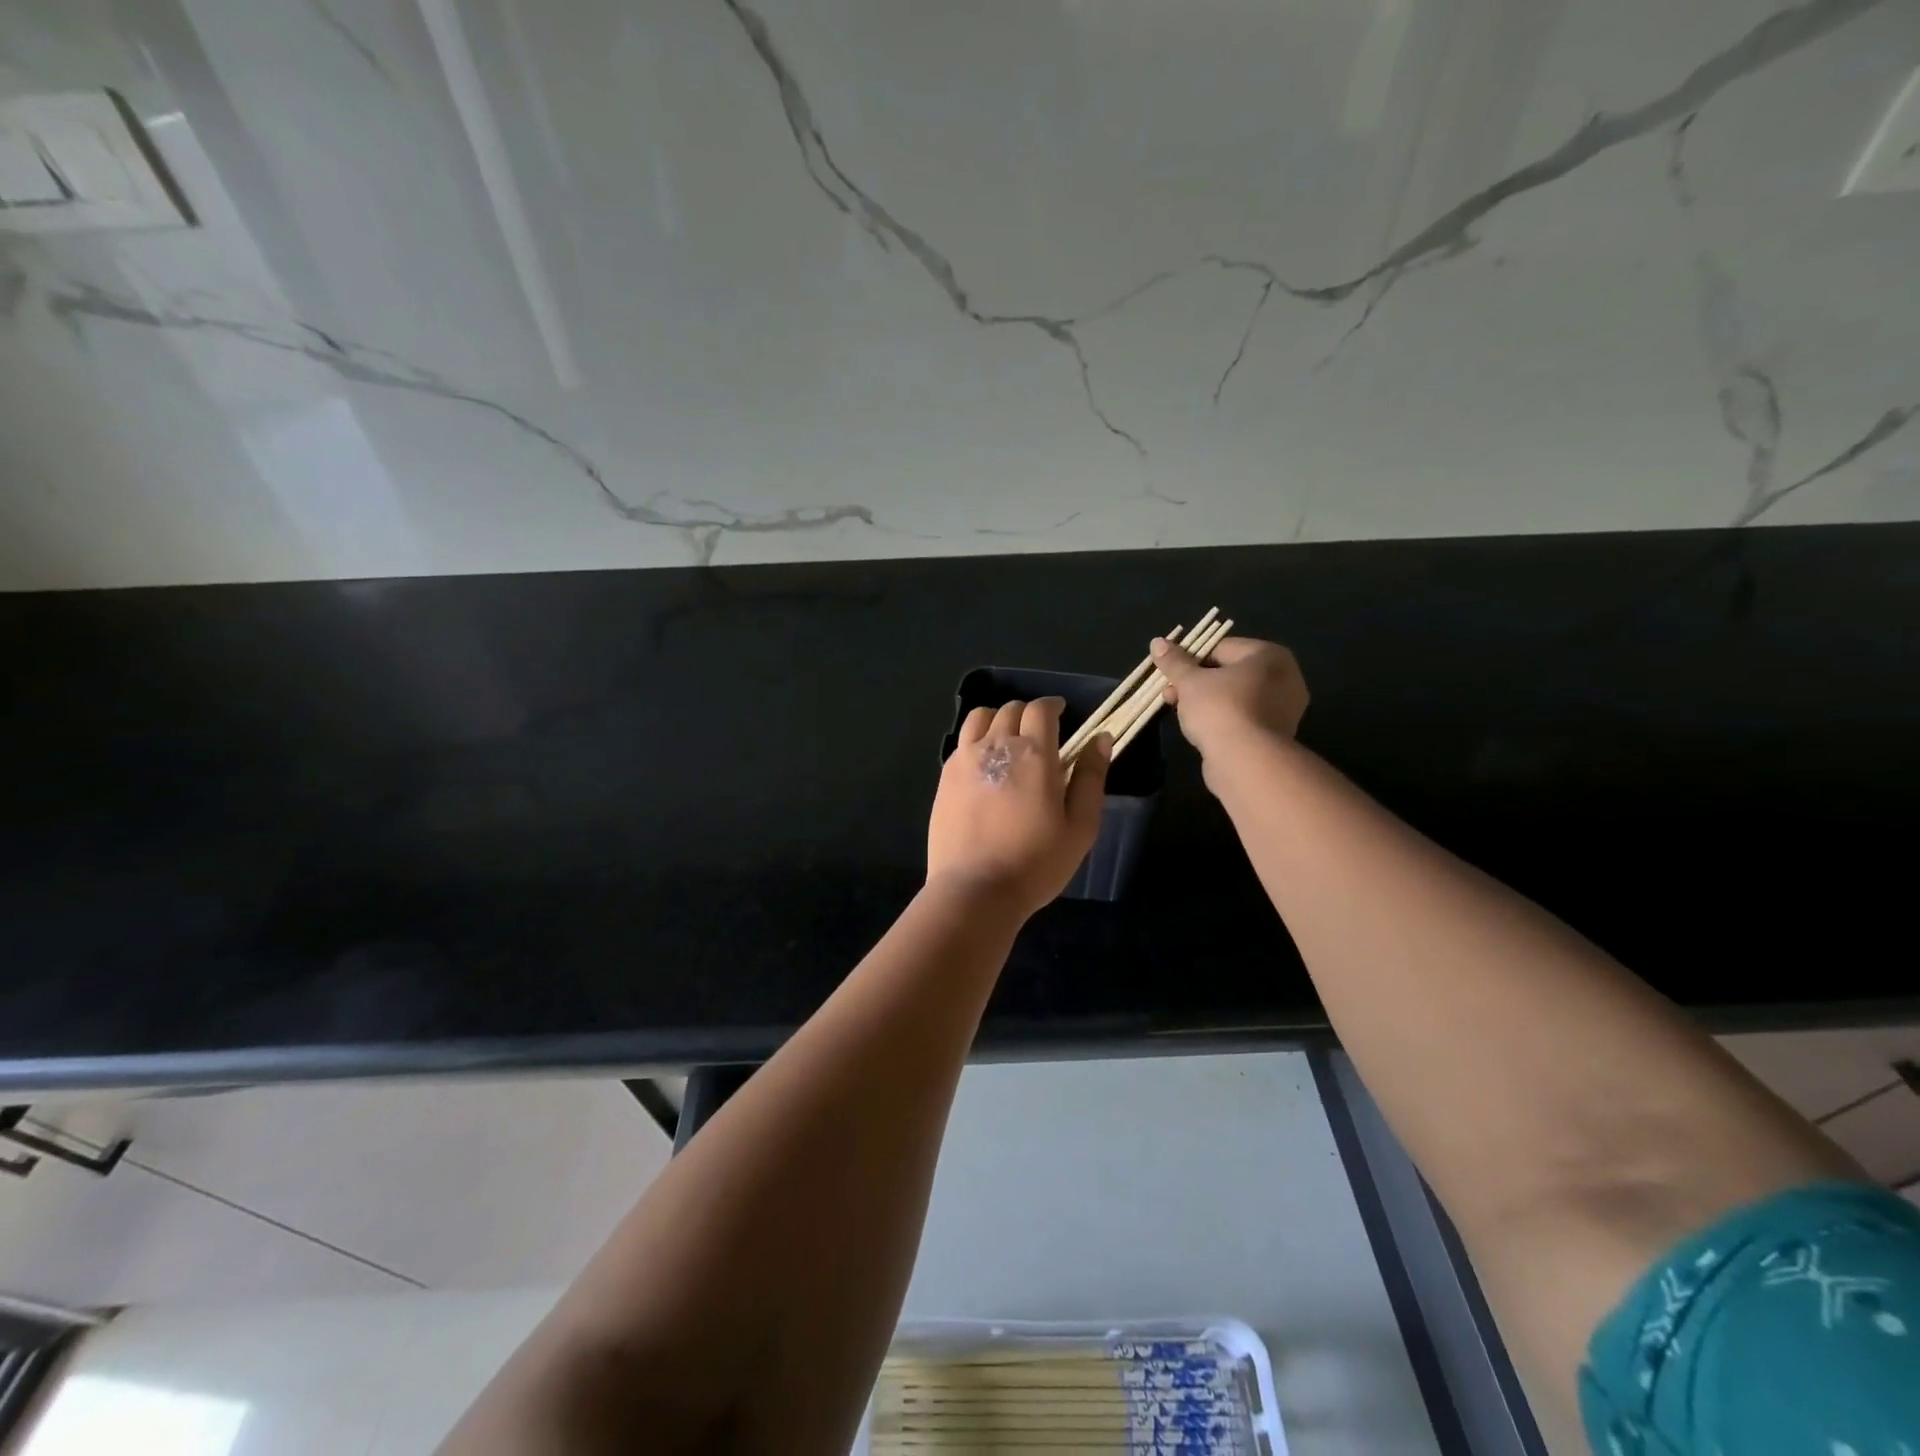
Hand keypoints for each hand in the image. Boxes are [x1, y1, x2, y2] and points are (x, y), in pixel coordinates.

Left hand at [927, 698, 1109, 916]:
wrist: (975, 890)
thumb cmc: (1036, 863)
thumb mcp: (1080, 826)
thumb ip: (1091, 778)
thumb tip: (1101, 738)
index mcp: (1034, 754)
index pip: (1041, 709)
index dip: (1053, 706)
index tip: (1061, 713)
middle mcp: (996, 746)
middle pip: (1010, 709)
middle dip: (1028, 713)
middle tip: (1039, 733)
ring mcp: (964, 759)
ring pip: (980, 718)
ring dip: (998, 719)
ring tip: (1007, 738)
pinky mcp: (944, 777)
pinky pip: (961, 742)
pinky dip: (976, 740)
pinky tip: (984, 763)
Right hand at [1151, 636, 1309, 766]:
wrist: (1246, 762)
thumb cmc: (1220, 709)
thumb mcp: (1190, 682)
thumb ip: (1174, 662)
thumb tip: (1157, 642)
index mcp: (1269, 655)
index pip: (1221, 647)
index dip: (1190, 659)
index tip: (1170, 674)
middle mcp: (1285, 678)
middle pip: (1229, 673)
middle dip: (1195, 682)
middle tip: (1169, 695)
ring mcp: (1284, 709)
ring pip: (1235, 697)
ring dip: (1206, 702)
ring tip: (1180, 713)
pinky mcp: (1275, 735)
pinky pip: (1242, 718)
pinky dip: (1222, 720)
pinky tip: (1201, 730)